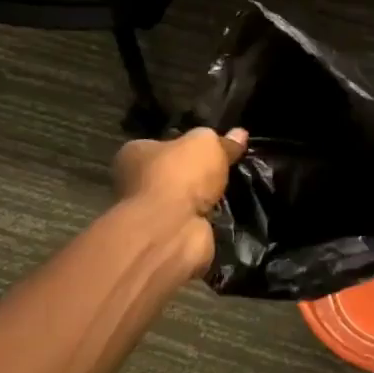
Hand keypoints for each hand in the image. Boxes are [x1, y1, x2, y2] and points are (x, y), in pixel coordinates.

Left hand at [112, 126, 247, 276]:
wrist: (170, 231)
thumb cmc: (178, 175)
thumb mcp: (206, 143)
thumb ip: (222, 141)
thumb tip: (239, 134)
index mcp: (134, 154)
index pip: (162, 144)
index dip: (186, 144)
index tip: (212, 146)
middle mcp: (135, 184)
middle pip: (174, 174)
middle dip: (197, 175)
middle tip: (227, 168)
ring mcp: (151, 214)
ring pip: (185, 201)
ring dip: (205, 199)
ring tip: (232, 191)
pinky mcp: (167, 238)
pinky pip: (193, 223)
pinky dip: (208, 220)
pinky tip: (227, 213)